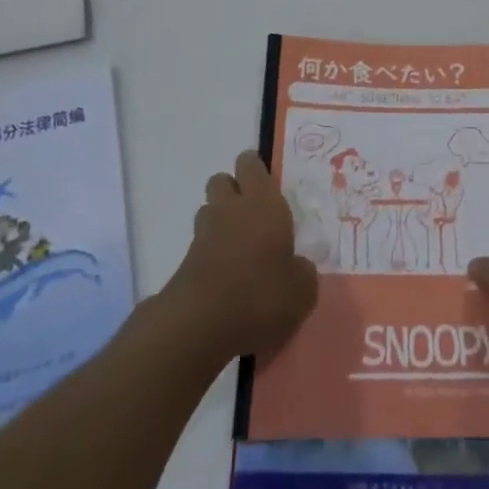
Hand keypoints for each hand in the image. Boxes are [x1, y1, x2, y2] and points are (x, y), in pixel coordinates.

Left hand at [167, 151, 317, 362]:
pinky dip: (212, 252)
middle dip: (234, 190)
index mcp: (264, 203)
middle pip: (222, 180)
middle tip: (254, 214)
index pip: (251, 164)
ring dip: (221, 219)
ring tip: (240, 246)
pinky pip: (201, 244)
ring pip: (209, 209)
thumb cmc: (261, 295)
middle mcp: (231, 209)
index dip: (255, 169)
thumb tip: (297, 267)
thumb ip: (302, 272)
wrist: (200, 324)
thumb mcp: (302, 291)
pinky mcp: (186, 261)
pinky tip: (227, 276)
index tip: (267, 184)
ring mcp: (204, 233)